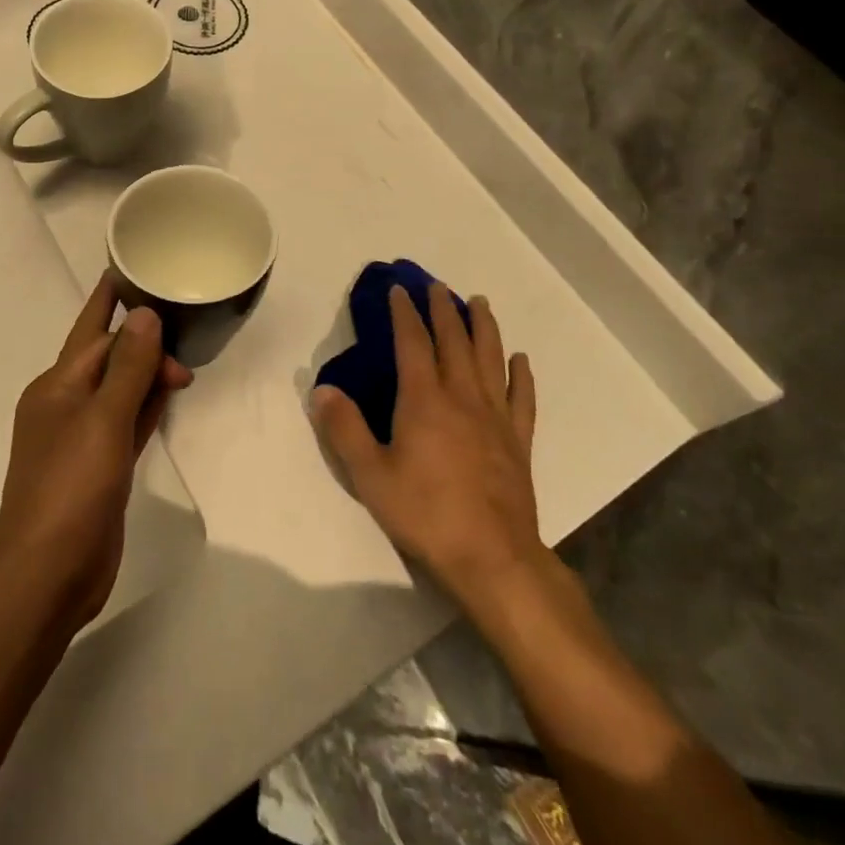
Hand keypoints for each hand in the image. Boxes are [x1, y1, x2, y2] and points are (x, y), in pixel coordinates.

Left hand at [0, 274, 193, 635]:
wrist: (47, 573)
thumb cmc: (71, 487)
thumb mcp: (103, 420)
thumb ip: (128, 368)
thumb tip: (145, 315)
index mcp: (57, 385)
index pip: (93, 331)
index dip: (115, 302)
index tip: (136, 271)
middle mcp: (65, 405)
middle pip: (107, 358)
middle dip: (142, 342)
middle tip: (187, 339)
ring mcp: (82, 438)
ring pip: (119, 390)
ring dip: (146, 373)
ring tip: (182, 357)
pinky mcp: (99, 468)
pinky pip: (126, 422)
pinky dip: (145, 407)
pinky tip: (167, 397)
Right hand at [311, 284, 545, 605]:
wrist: (492, 558)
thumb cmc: (425, 514)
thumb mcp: (370, 475)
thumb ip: (344, 429)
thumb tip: (321, 389)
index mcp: (424, 400)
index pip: (413, 343)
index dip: (405, 313)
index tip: (399, 290)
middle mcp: (462, 397)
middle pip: (454, 341)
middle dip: (444, 309)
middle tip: (438, 286)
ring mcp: (495, 418)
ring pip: (490, 359)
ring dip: (484, 327)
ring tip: (480, 302)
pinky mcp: (519, 441)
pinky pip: (522, 398)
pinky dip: (521, 375)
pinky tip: (521, 360)